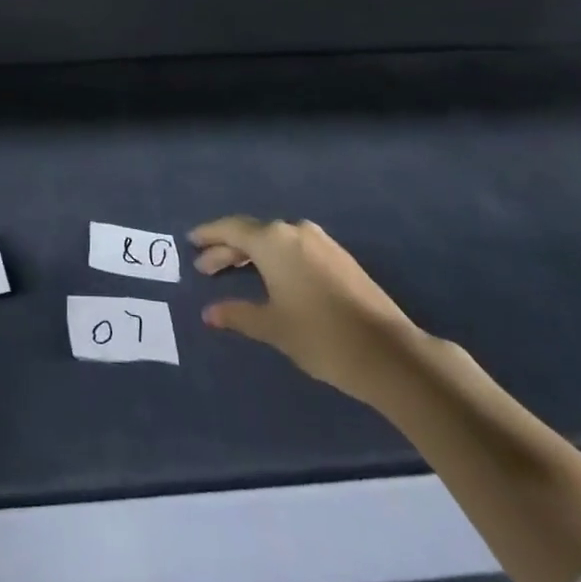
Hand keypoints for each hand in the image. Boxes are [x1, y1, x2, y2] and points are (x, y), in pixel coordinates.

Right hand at [190, 216, 423, 405]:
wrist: (389, 353)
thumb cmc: (321, 336)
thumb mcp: (273, 327)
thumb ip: (238, 314)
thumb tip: (209, 313)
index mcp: (273, 241)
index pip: (231, 229)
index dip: (209, 236)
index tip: (191, 242)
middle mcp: (294, 231)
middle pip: (252, 233)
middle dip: (227, 249)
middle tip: (205, 267)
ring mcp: (320, 242)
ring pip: (275, 240)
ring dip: (252, 253)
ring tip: (235, 272)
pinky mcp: (339, 257)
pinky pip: (294, 247)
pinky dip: (275, 257)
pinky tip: (272, 276)